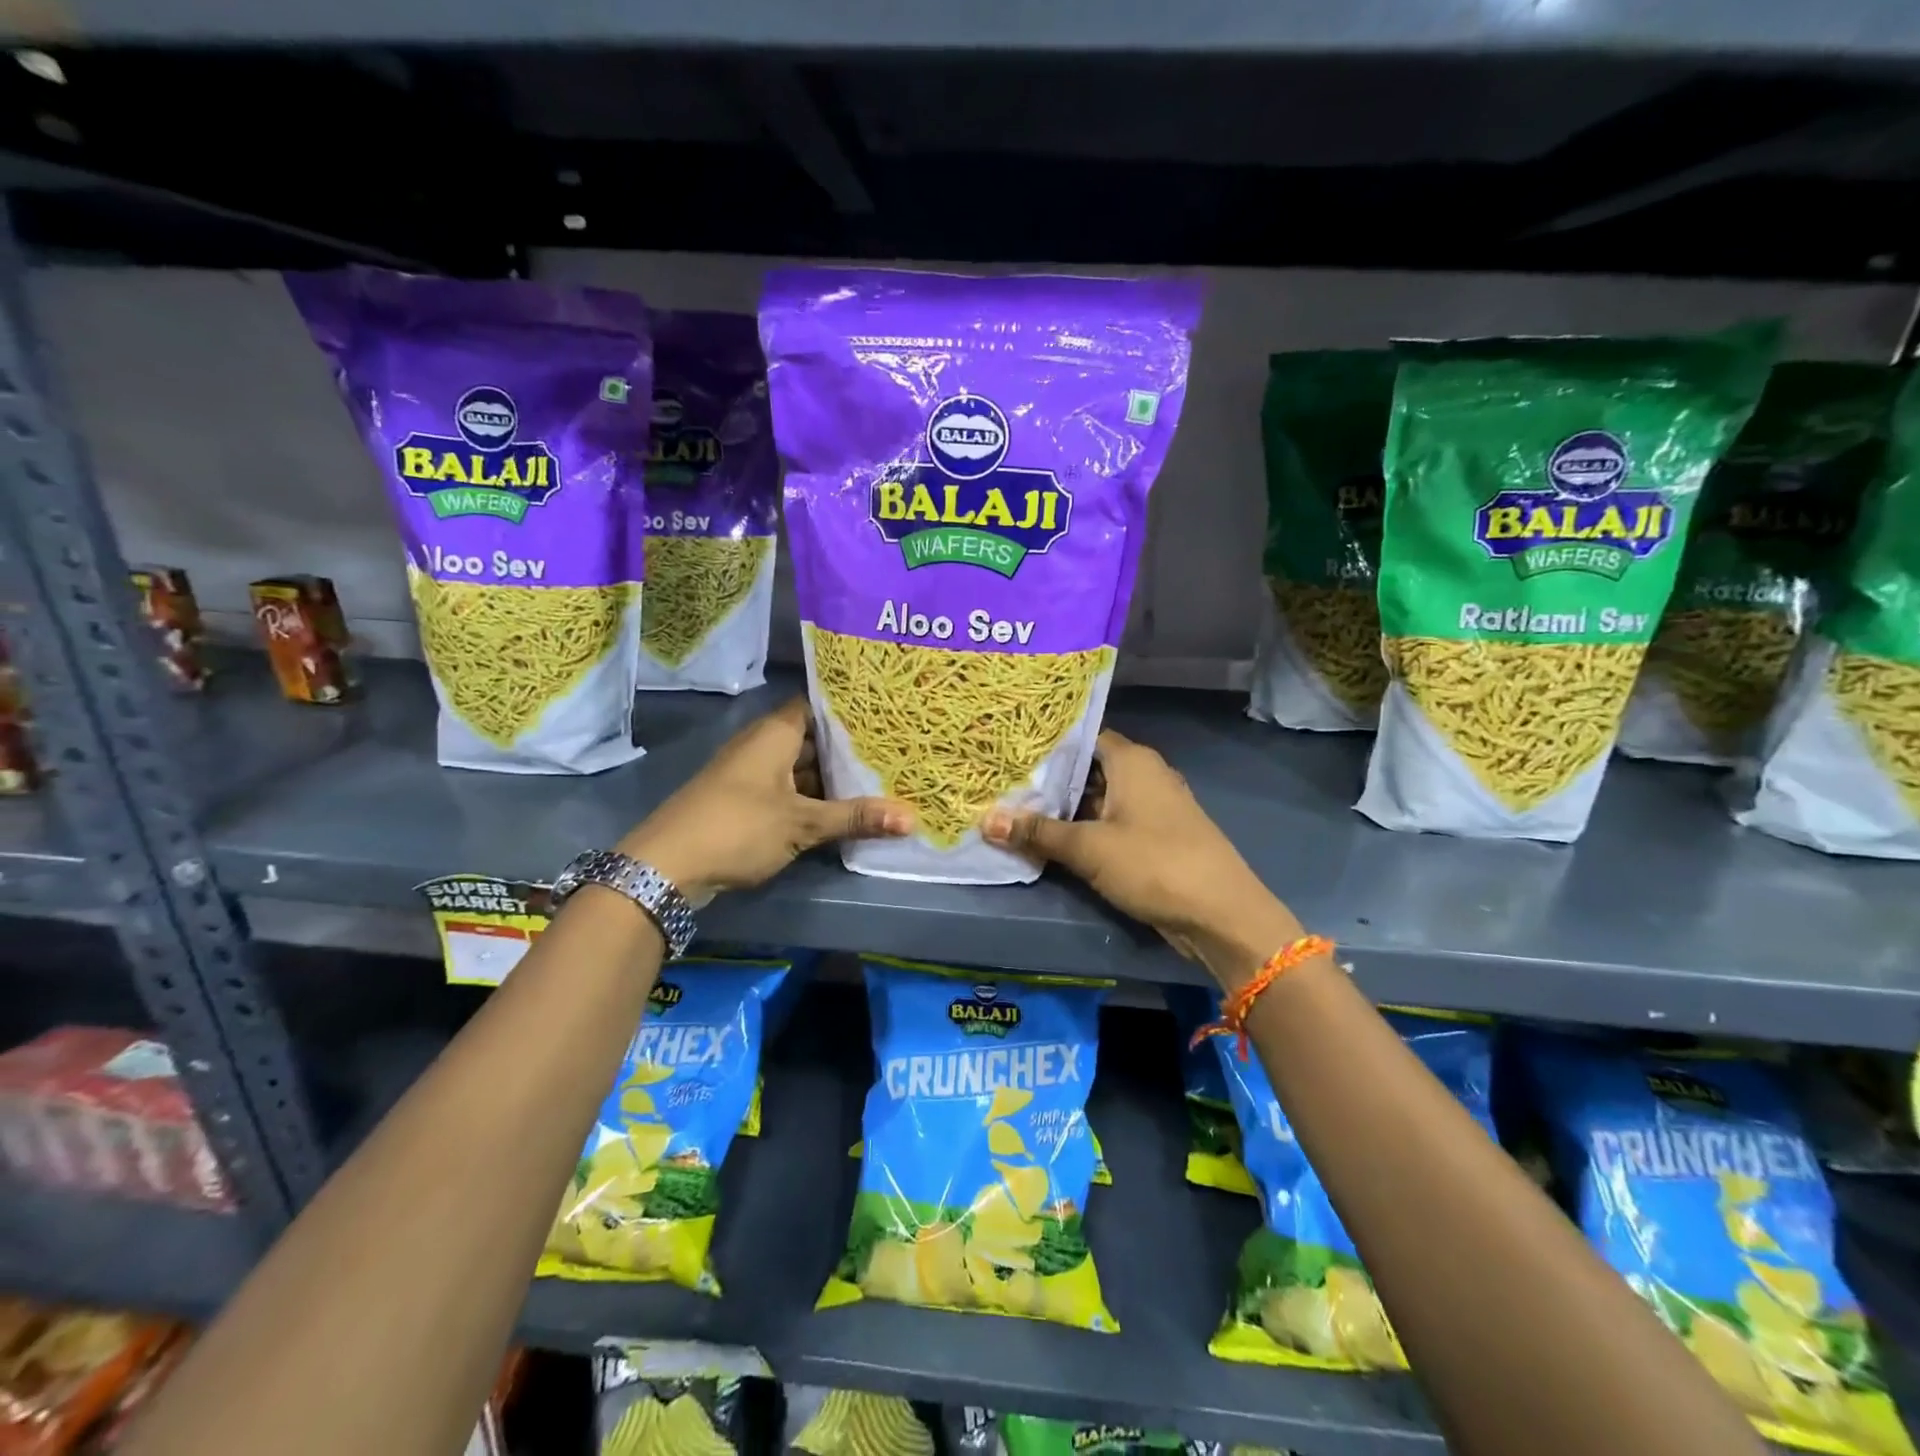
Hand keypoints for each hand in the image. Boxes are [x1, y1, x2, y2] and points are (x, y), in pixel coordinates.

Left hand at [618, 698, 912, 902]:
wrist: (665, 867)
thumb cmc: (738, 827)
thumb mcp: (802, 822)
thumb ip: (855, 817)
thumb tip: (912, 818)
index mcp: (775, 734)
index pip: (816, 705)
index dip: (849, 708)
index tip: (886, 712)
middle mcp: (762, 746)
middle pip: (812, 738)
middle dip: (848, 747)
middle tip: (894, 749)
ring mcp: (751, 775)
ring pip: (801, 768)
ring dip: (831, 777)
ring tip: (878, 779)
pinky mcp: (744, 803)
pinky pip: (788, 791)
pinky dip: (812, 798)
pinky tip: (841, 811)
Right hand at [982, 730, 1298, 983]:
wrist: (1221, 915)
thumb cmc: (1154, 863)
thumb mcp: (1088, 847)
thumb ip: (1038, 832)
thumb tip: (986, 820)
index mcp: (1132, 760)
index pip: (1081, 738)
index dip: (1046, 746)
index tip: (1009, 753)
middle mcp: (1144, 774)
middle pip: (1087, 769)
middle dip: (1048, 781)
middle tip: (1002, 785)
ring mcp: (1152, 807)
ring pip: (1098, 799)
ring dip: (1065, 810)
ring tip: (1016, 812)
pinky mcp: (1155, 838)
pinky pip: (1111, 823)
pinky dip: (1084, 829)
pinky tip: (1052, 841)